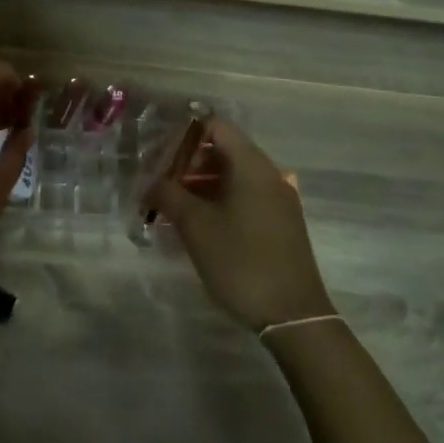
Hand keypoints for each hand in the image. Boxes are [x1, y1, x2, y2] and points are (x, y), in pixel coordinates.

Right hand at [145, 119, 333, 330]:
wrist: (293, 316)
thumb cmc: (240, 261)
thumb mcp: (195, 226)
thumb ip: (168, 195)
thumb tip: (150, 184)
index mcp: (251, 165)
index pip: (216, 126)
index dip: (184, 135)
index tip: (160, 157)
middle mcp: (269, 174)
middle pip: (224, 149)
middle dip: (189, 163)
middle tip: (162, 187)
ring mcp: (278, 198)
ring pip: (233, 175)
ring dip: (202, 184)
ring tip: (174, 208)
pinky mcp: (281, 222)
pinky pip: (246, 196)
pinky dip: (220, 200)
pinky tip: (200, 225)